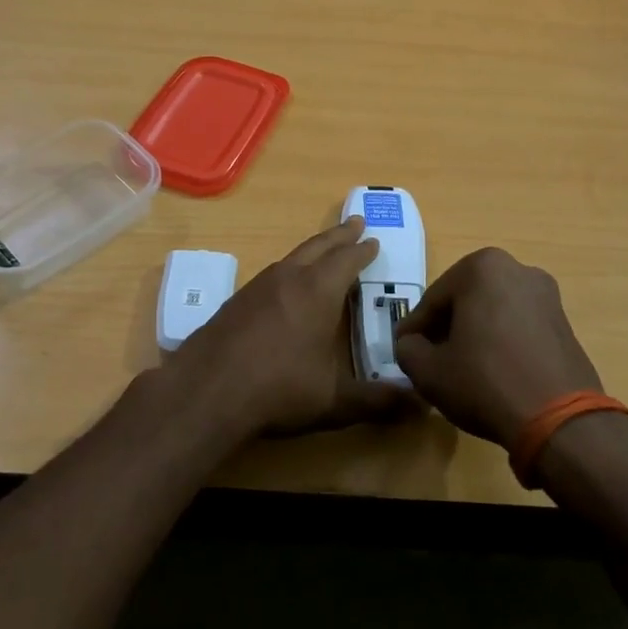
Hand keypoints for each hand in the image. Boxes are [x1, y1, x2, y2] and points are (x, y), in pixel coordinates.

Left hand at [164, 218, 417, 439]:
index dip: (363, 250)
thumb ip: (378, 402)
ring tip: (323, 250)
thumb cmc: (278, 390)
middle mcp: (288, 279)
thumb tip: (421, 405)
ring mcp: (257, 286)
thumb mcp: (334, 401)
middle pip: (318, 247)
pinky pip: (271, 273)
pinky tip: (284, 285)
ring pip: (292, 256)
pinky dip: (289, 268)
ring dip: (313, 249)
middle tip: (354, 222)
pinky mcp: (235, 300)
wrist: (206, 391)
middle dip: (339, 235)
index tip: (374, 240)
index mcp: (318, 292)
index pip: (347, 260)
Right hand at [393, 248, 602, 449]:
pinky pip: (519, 326)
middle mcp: (517, 270)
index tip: (404, 350)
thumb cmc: (485, 382)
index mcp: (481, 268)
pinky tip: (493, 372)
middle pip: (465, 300)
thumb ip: (408, 349)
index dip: (415, 328)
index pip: (433, 299)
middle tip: (430, 357)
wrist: (560, 419)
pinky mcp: (565, 323)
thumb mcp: (428, 370)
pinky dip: (502, 342)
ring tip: (461, 367)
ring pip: (493, 311)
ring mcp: (547, 295)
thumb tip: (412, 344)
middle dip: (447, 326)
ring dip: (475, 333)